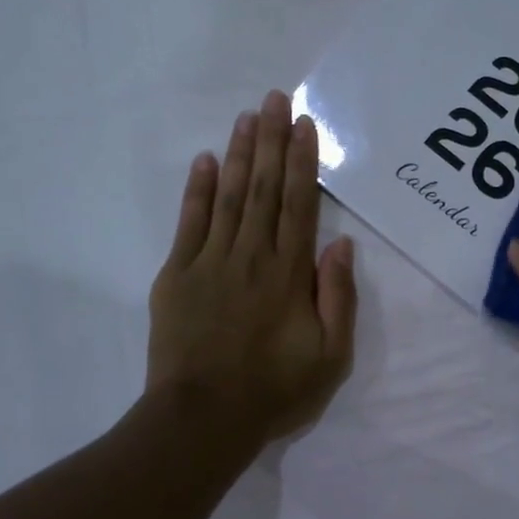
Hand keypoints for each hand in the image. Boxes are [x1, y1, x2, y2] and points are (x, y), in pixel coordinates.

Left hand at [146, 90, 356, 445]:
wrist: (203, 419)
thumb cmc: (275, 391)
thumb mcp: (331, 356)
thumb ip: (339, 297)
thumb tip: (341, 244)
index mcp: (290, 274)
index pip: (300, 205)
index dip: (303, 162)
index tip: (303, 125)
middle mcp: (252, 256)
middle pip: (265, 189)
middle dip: (271, 141)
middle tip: (274, 99)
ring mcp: (210, 263)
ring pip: (230, 197)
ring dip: (240, 154)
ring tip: (246, 117)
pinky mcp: (177, 276)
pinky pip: (190, 224)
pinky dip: (198, 191)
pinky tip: (205, 161)